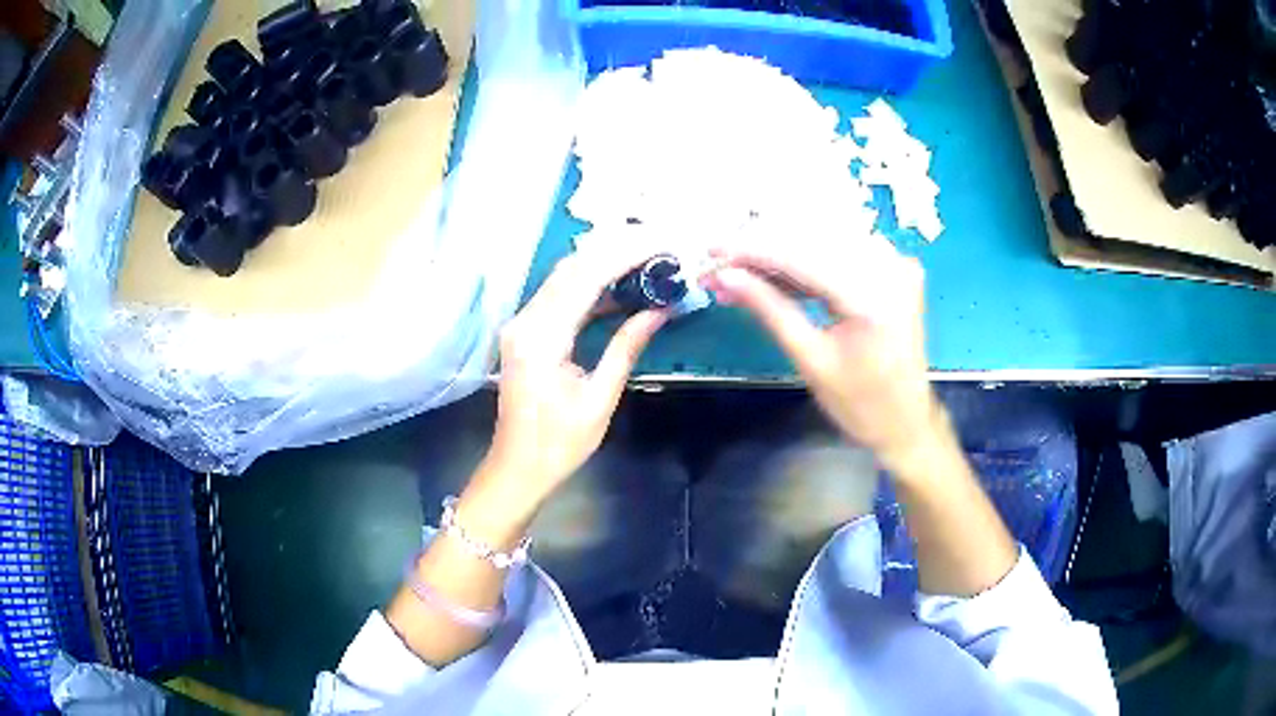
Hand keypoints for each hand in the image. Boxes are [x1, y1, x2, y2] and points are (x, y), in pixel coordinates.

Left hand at [482, 245, 667, 507]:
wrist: (517, 467)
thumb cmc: (559, 443)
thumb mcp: (600, 399)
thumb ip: (627, 347)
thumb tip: (660, 310)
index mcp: (541, 338)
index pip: (586, 278)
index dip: (625, 256)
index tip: (661, 245)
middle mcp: (525, 321)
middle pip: (572, 268)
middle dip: (617, 250)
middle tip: (659, 245)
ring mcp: (521, 324)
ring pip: (564, 277)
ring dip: (604, 263)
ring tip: (646, 258)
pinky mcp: (525, 332)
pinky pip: (559, 295)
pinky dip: (590, 285)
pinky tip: (620, 286)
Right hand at [704, 235, 938, 467]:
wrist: (908, 421)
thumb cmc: (860, 404)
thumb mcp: (810, 359)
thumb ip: (770, 309)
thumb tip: (725, 276)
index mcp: (872, 297)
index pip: (800, 256)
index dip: (751, 250)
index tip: (711, 251)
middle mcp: (889, 266)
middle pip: (812, 239)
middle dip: (761, 249)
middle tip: (719, 264)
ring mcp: (896, 262)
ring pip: (824, 239)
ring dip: (780, 250)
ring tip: (741, 271)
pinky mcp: (896, 266)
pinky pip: (842, 249)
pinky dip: (808, 258)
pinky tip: (777, 272)